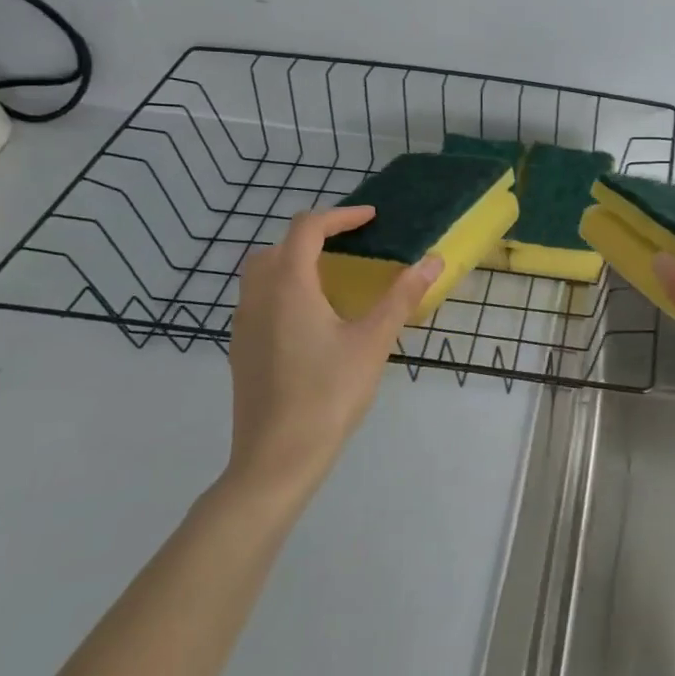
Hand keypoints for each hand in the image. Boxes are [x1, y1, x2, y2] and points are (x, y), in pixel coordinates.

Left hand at [222, 206, 443, 504]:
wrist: (276, 459)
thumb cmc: (328, 394)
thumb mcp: (373, 342)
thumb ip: (402, 297)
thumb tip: (433, 261)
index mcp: (288, 286)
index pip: (307, 228)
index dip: (341, 216)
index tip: (372, 218)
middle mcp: (258, 297)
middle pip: (278, 246)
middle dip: (314, 236)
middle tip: (351, 244)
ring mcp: (243, 325)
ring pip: (262, 273)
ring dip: (294, 261)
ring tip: (333, 277)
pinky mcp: (241, 350)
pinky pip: (258, 300)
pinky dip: (283, 289)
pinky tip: (312, 319)